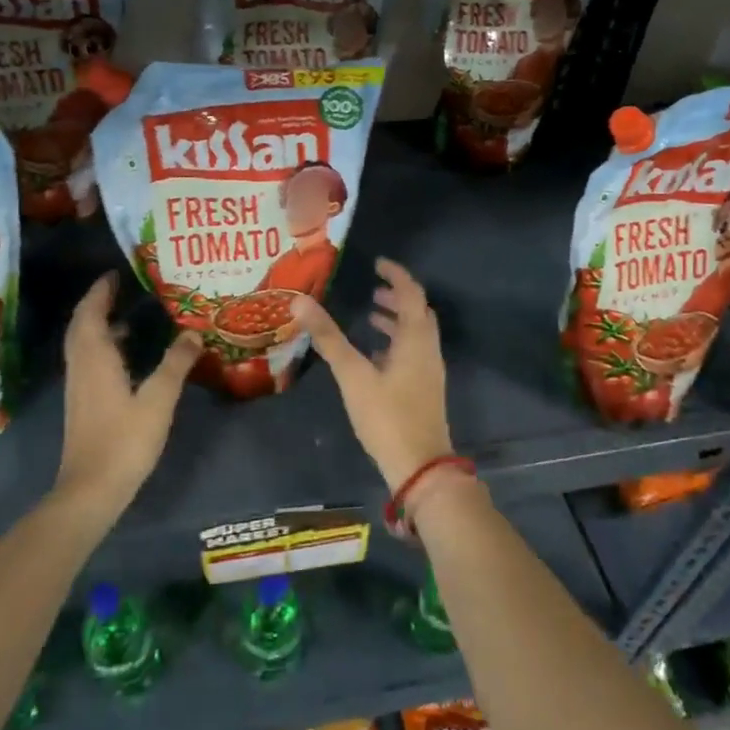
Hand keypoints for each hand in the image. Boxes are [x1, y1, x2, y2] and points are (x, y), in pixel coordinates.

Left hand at [56, 273, 202, 519]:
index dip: (101, 291)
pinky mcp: (83, 403)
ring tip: (129, 315)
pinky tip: (127, 355)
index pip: (91, 313)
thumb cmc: (124, 440)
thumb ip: (176, 364)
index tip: (116, 273)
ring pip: (83, 344)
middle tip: (121, 288)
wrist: (91, 489)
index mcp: (95, 358)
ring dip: (99, 324)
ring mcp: (79, 386)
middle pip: (82, 325)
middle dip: (98, 303)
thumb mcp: (159, 400)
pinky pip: (89, 360)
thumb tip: (193, 333)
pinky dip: (103, 346)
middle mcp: (81, 366)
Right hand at [290, 259, 453, 492]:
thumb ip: (328, 338)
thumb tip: (300, 302)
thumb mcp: (353, 375)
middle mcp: (428, 349)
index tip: (377, 263)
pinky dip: (396, 343)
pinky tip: (374, 355)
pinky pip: (412, 354)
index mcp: (416, 339)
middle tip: (372, 289)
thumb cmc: (387, 416)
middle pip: (418, 312)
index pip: (411, 293)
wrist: (419, 466)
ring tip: (370, 315)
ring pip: (415, 334)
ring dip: (396, 321)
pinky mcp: (424, 390)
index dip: (396, 275)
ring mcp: (429, 371)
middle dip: (397, 297)